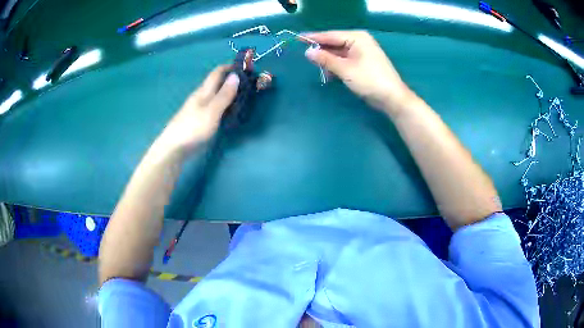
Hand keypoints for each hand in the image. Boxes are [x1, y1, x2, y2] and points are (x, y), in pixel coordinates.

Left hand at [156, 65, 238, 155]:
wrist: (174, 147)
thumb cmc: (193, 128)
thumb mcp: (212, 111)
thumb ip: (224, 95)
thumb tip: (236, 75)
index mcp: (204, 91)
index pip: (217, 72)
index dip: (230, 67)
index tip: (245, 67)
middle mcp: (201, 96)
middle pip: (217, 82)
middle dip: (232, 79)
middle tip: (249, 83)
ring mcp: (199, 108)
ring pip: (216, 94)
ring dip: (228, 92)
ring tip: (243, 96)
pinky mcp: (199, 119)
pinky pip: (214, 105)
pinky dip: (224, 104)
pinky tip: (229, 111)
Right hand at [304, 31, 414, 114]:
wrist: (391, 97)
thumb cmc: (369, 80)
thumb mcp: (344, 69)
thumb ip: (325, 59)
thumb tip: (308, 52)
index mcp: (357, 37)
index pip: (331, 35)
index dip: (314, 37)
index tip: (298, 38)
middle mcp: (359, 41)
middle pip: (335, 43)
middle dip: (322, 51)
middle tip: (306, 57)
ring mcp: (362, 52)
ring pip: (339, 53)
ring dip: (329, 61)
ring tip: (319, 69)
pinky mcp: (363, 63)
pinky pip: (345, 60)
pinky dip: (337, 66)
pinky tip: (330, 74)